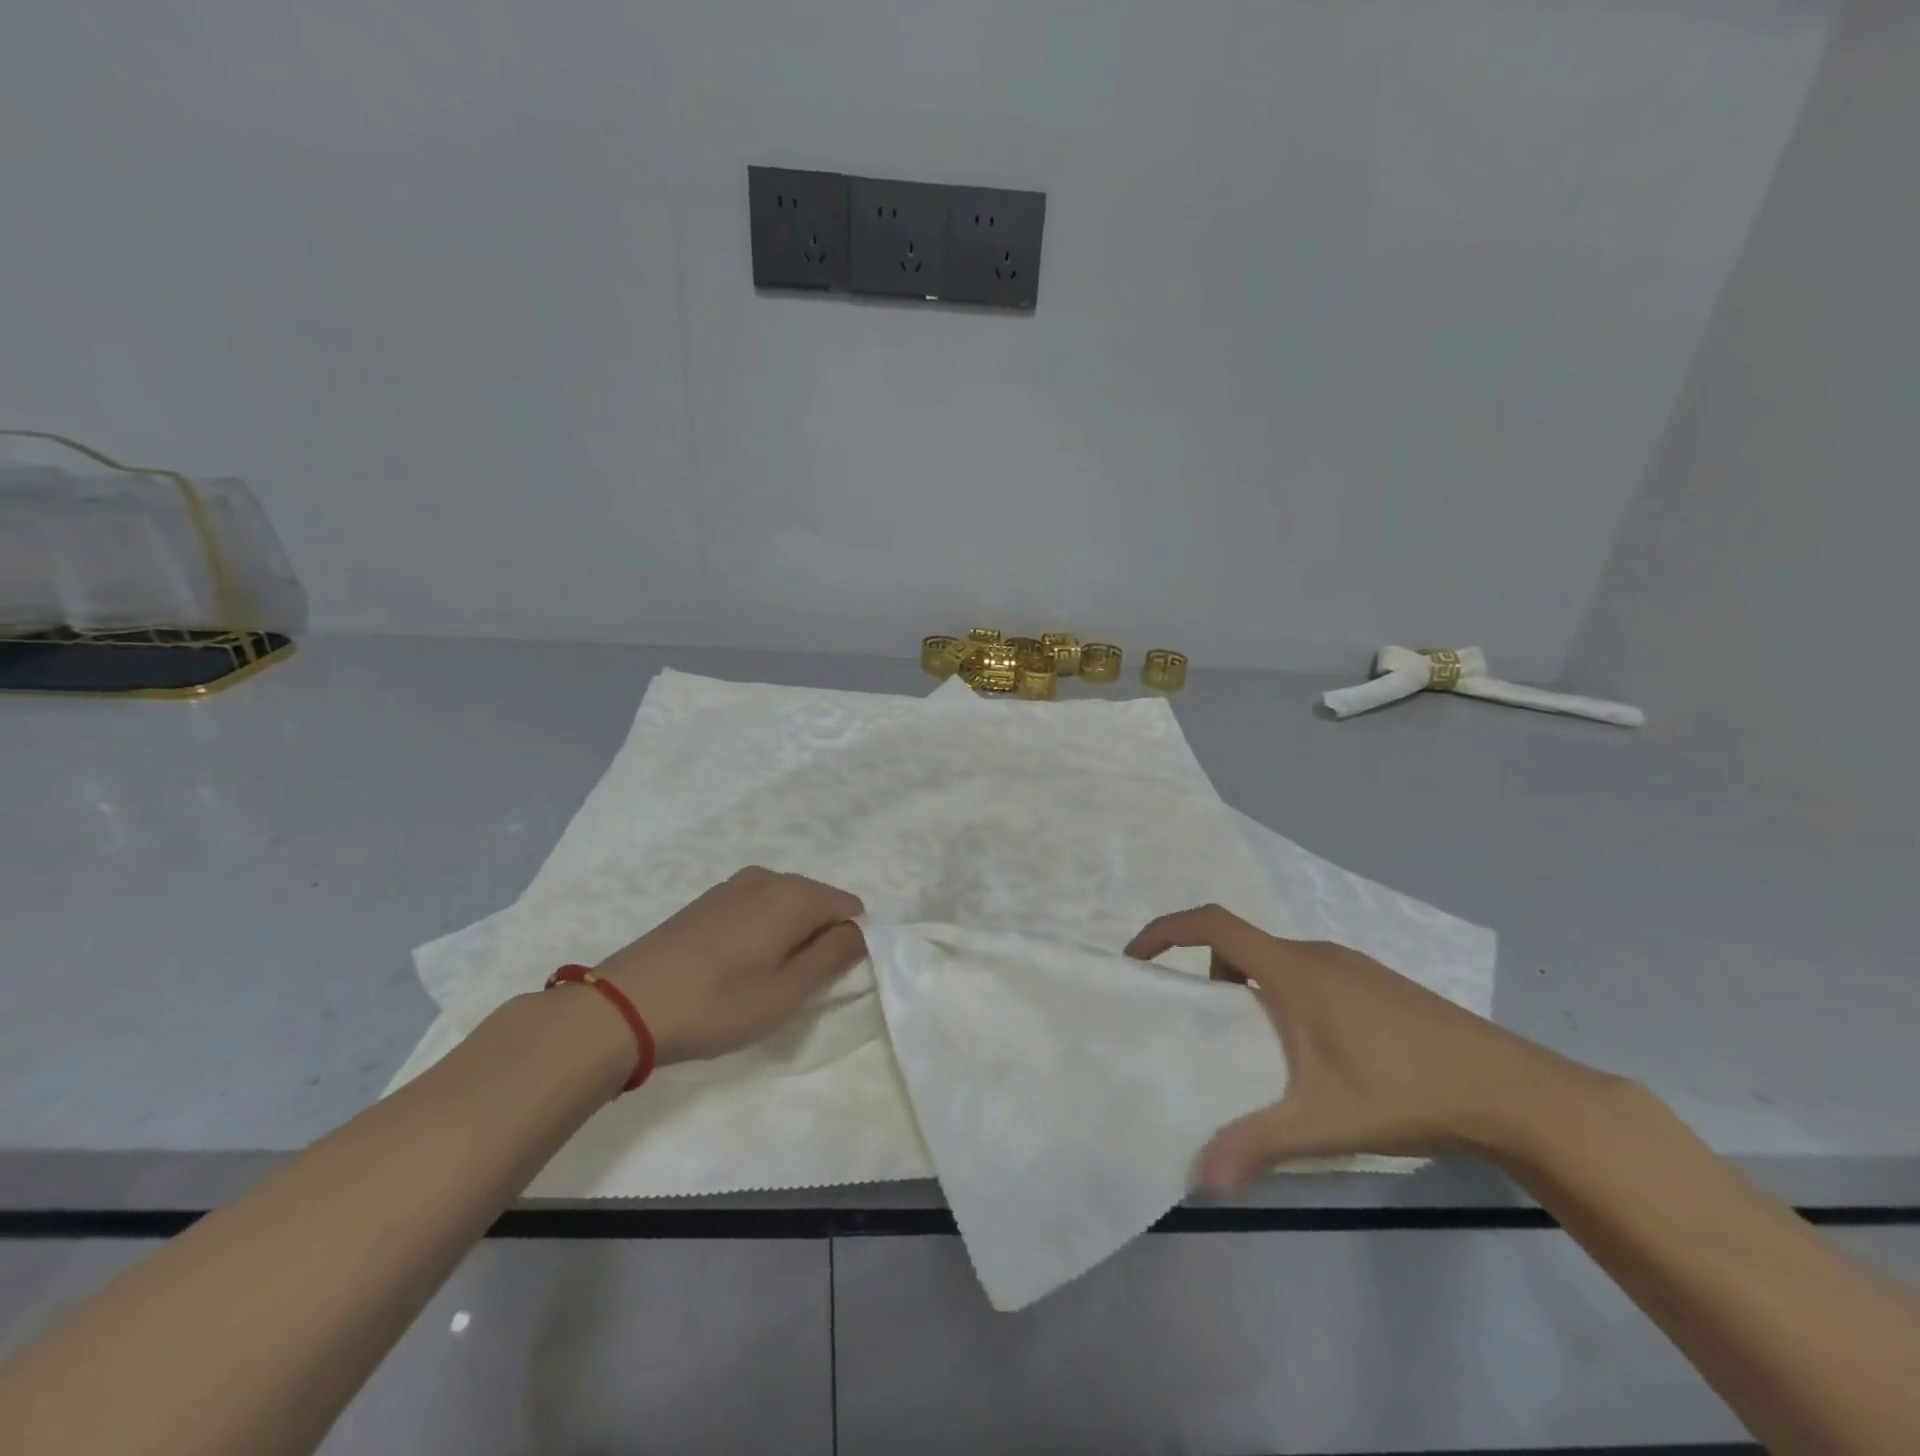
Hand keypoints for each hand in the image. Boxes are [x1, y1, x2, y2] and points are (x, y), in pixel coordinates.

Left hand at [594, 867, 865, 1066]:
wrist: (624, 1006)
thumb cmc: (717, 1004)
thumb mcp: (788, 991)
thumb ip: (834, 955)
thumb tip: (860, 930)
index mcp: (794, 895)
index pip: (850, 907)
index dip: (847, 945)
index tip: (825, 981)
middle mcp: (768, 878)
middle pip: (817, 903)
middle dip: (817, 939)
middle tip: (793, 987)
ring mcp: (733, 885)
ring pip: (785, 907)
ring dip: (787, 938)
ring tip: (761, 981)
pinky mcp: (706, 900)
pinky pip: (755, 909)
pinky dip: (759, 933)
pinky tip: (733, 968)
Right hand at [1126, 905, 1615, 1191]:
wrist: (1514, 1093)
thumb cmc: (1406, 1092)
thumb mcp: (1323, 1121)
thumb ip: (1257, 1143)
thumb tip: (1201, 1177)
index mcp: (1293, 969)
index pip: (1213, 924)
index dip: (1166, 931)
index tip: (1138, 958)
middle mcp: (1317, 954)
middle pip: (1240, 945)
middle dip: (1206, 975)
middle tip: (1200, 1026)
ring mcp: (1351, 965)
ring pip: (1276, 961)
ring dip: (1248, 988)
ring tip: (1255, 1049)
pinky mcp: (1375, 983)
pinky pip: (1307, 974)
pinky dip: (1283, 995)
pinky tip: (1313, 1055)